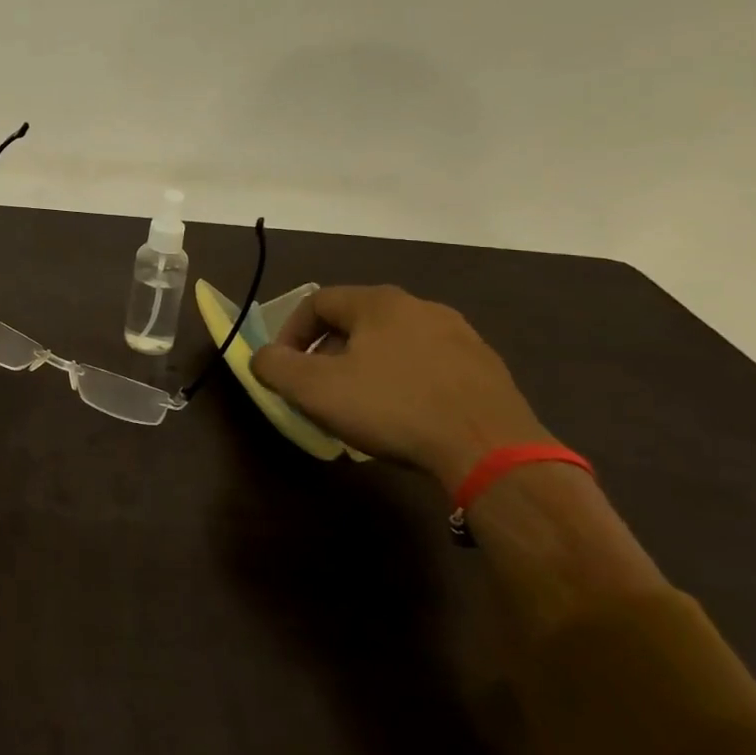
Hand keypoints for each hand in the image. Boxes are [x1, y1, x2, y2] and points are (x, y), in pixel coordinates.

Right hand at [249, 285, 549, 490]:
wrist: (493, 452)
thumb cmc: (393, 408)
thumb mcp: (315, 389)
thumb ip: (275, 366)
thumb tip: (262, 357)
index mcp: (379, 302)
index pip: (317, 302)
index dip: (291, 332)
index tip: (284, 366)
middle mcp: (421, 307)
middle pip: (357, 322)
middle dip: (329, 352)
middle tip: (319, 388)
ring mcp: (462, 337)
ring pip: (395, 345)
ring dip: (369, 368)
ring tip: (362, 405)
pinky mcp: (488, 372)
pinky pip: (430, 368)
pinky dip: (407, 384)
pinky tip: (407, 418)